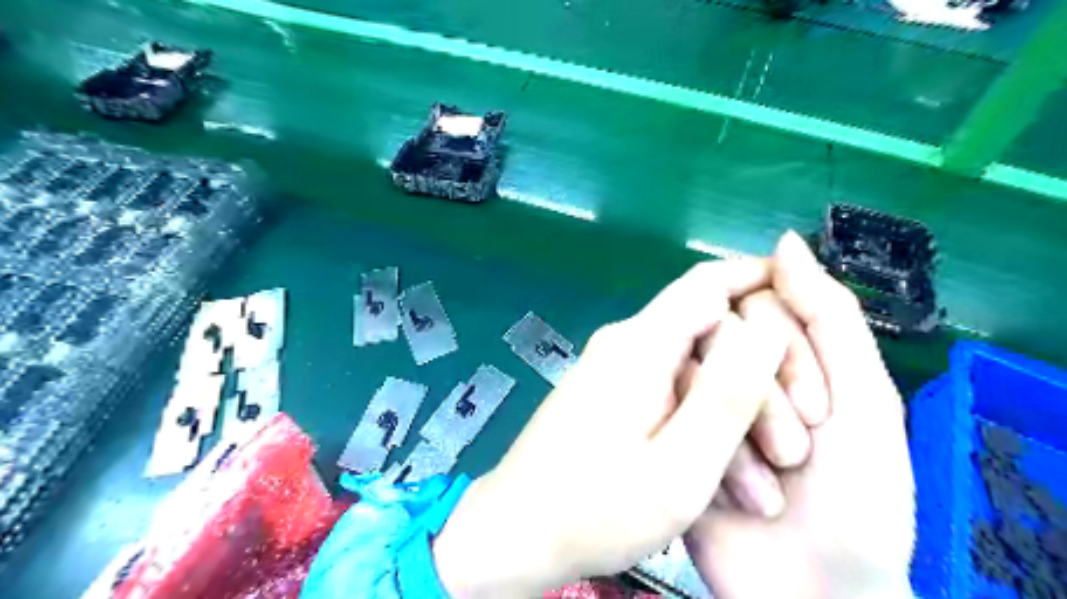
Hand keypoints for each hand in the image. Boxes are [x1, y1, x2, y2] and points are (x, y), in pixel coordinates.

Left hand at [432, 259, 789, 596]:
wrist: (519, 535)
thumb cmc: (596, 509)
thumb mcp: (679, 465)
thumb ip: (727, 393)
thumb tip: (765, 327)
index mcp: (639, 345)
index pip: (707, 284)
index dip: (758, 282)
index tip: (808, 307)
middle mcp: (624, 345)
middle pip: (708, 336)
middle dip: (758, 385)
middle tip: (792, 452)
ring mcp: (614, 371)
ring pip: (693, 372)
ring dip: (732, 418)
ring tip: (764, 486)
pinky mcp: (609, 396)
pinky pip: (669, 393)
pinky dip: (701, 426)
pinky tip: (722, 476)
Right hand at [687, 231, 911, 598]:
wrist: (813, 590)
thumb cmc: (857, 498)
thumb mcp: (866, 402)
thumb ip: (830, 316)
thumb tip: (783, 240)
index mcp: (788, 355)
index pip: (763, 304)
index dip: (786, 346)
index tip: (817, 406)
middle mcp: (740, 369)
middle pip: (722, 334)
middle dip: (763, 395)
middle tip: (795, 454)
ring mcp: (701, 401)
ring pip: (689, 370)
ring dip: (735, 429)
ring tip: (767, 488)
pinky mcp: (671, 433)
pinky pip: (665, 410)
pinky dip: (698, 444)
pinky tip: (723, 486)